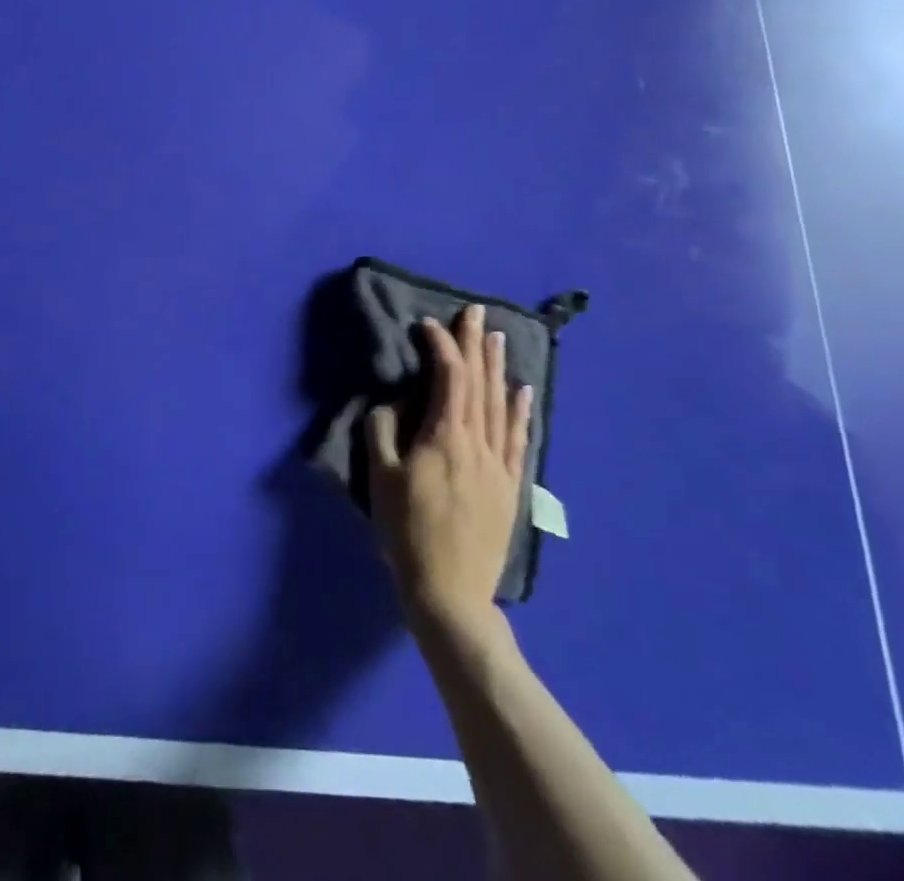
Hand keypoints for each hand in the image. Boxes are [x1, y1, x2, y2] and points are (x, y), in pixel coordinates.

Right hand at [368, 303, 532, 630]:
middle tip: (476, 311)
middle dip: (475, 343)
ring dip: (497, 367)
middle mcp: (478, 442)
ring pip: (501, 405)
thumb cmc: (407, 532)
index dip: (441, 346)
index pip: (449, 377)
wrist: (450, 591)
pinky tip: (523, 390)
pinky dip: (521, 411)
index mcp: (445, 437)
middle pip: (480, 383)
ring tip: (496, 337)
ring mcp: (499, 464)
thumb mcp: (380, 479)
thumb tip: (394, 403)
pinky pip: (519, 439)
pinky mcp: (510, 485)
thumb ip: (383, 431)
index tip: (428, 324)